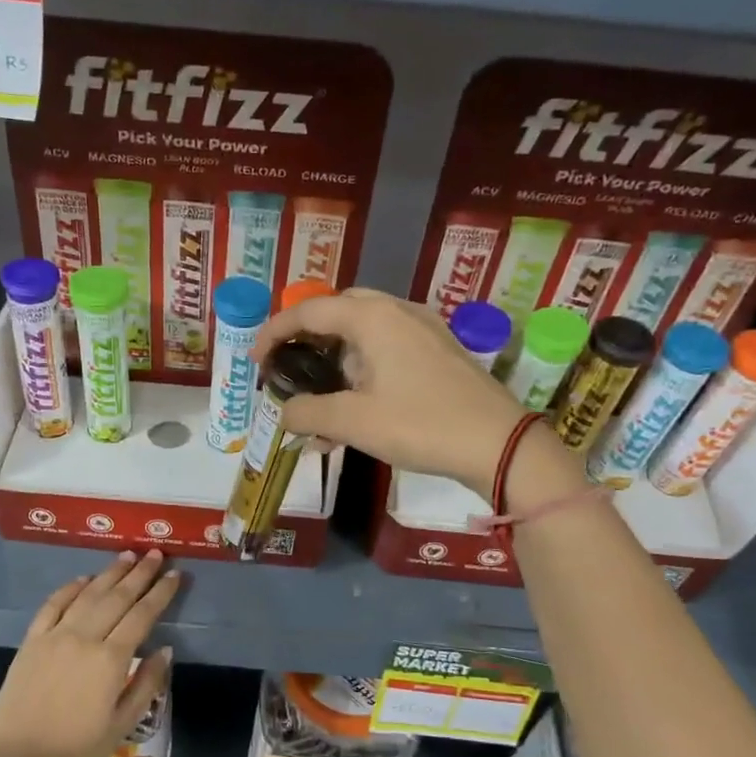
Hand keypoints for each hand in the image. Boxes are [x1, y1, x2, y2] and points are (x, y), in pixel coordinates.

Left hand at [0, 550, 180, 756]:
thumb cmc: (75, 751)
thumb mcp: (122, 725)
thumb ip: (147, 684)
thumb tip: (165, 650)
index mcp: (110, 660)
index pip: (142, 615)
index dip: (161, 593)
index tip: (176, 574)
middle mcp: (84, 638)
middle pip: (117, 597)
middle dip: (140, 573)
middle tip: (155, 554)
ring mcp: (54, 636)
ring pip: (88, 594)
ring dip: (109, 573)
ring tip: (127, 555)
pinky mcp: (31, 641)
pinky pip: (53, 605)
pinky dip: (70, 588)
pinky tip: (83, 578)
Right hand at [253, 288, 575, 499]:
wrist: (500, 444)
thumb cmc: (421, 425)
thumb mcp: (354, 422)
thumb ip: (309, 413)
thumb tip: (285, 414)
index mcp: (372, 318)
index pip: (309, 311)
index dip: (274, 332)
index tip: (256, 362)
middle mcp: (398, 312)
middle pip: (339, 311)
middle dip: (308, 337)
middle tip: (289, 367)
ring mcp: (424, 329)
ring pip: (365, 331)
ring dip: (336, 358)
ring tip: (321, 399)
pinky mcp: (440, 351)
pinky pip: (389, 347)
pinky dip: (364, 367)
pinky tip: (359, 406)